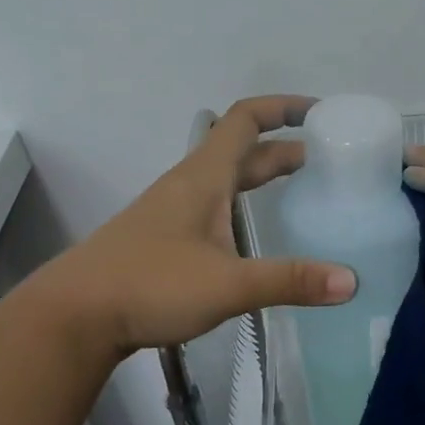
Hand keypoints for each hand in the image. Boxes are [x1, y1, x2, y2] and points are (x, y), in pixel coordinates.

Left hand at [29, 96, 356, 358]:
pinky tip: (253, 235)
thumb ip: (290, 281)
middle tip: (327, 159)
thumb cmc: (149, 285)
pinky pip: (214, 206)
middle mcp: (189, 185)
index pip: (245, 120)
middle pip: (241, 150)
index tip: (320, 113)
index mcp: (204, 178)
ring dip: (262, 176)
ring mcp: (172, 213)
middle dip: (284, 148)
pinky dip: (243, 205)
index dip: (283, 107)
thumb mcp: (227, 284)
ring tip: (299, 189)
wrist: (72, 317)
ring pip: (225, 180)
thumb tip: (352, 281)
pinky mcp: (164, 240)